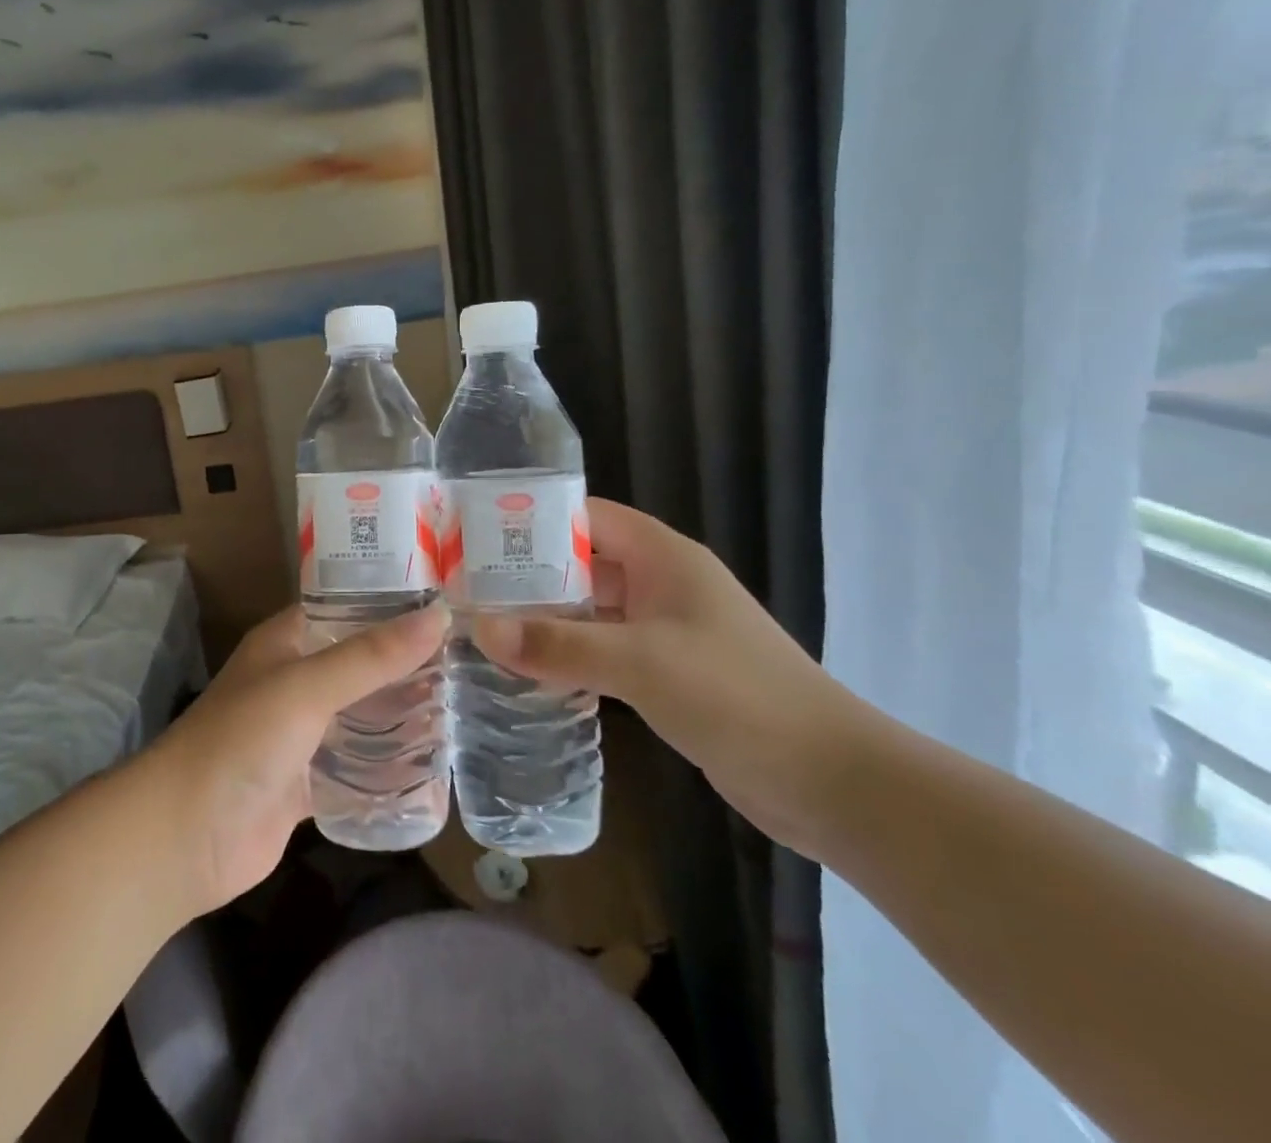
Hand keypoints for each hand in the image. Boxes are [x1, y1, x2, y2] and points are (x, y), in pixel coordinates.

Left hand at [143, 602, 447, 915]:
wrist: (185, 837)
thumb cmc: (241, 741)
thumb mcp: (307, 687)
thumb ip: (372, 656)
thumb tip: (440, 616)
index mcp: (287, 642)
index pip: (348, 609)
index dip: (393, 605)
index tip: (451, 607)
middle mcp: (295, 680)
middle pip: (361, 665)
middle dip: (408, 667)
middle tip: (472, 664)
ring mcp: (301, 734)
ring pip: (362, 716)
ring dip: (402, 717)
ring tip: (466, 710)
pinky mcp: (307, 782)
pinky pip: (356, 768)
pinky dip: (387, 768)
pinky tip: (434, 768)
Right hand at [476, 498, 874, 854]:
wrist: (833, 782)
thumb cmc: (737, 696)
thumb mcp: (639, 663)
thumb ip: (557, 643)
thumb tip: (478, 627)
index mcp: (663, 557)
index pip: (586, 516)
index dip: (533, 520)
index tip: (476, 538)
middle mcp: (662, 583)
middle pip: (583, 562)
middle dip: (529, 575)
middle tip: (467, 589)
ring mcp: (667, 630)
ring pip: (592, 610)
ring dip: (547, 618)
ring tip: (486, 627)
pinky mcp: (669, 673)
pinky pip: (606, 650)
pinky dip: (570, 654)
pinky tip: (530, 671)